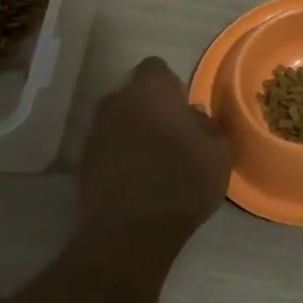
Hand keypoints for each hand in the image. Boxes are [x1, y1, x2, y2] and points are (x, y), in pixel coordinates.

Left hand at [78, 57, 232, 254]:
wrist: (129, 234)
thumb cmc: (182, 182)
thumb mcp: (218, 152)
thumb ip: (207, 125)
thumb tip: (193, 117)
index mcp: (149, 89)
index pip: (157, 68)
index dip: (172, 86)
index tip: (184, 109)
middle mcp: (116, 101)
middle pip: (135, 95)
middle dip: (152, 109)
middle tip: (174, 135)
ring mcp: (94, 132)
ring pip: (120, 121)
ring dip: (135, 133)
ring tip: (156, 161)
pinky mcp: (83, 163)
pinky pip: (108, 148)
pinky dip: (121, 157)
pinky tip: (138, 181)